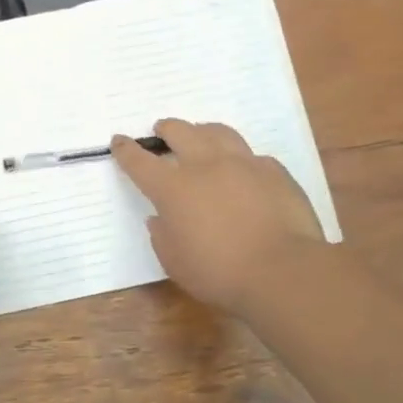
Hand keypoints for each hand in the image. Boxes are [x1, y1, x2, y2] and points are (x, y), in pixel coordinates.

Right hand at [112, 119, 327, 318]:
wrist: (283, 271)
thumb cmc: (219, 273)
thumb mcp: (175, 263)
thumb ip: (162, 236)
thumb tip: (160, 218)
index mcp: (173, 189)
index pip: (140, 162)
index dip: (126, 150)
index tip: (119, 141)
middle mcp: (206, 166)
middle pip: (181, 132)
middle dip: (167, 129)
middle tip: (162, 130)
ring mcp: (244, 164)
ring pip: (218, 132)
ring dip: (203, 131)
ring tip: (201, 135)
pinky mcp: (275, 172)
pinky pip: (252, 156)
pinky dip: (241, 159)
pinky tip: (244, 171)